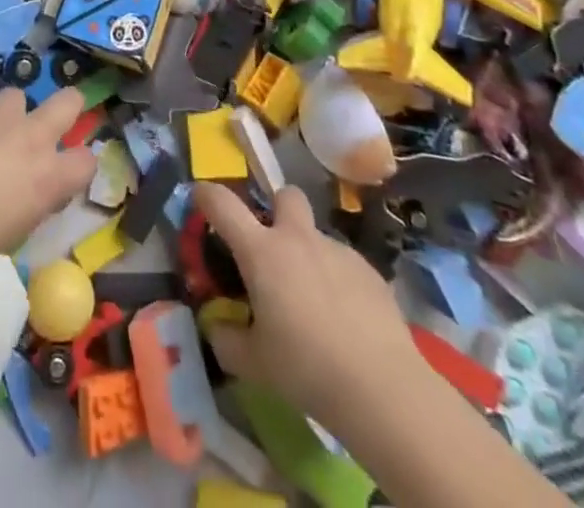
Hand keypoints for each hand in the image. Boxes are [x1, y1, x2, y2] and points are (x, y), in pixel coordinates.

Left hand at [0, 89, 97, 265]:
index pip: (87, 161)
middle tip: (53, 122)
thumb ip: (32, 203)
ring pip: (16, 96)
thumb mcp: (15, 233)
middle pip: (68, 102)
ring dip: (10, 113)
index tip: (68, 172)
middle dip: (67, 107)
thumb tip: (33, 192)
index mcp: (49, 176)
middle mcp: (31, 137)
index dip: (79, 166)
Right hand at [195, 181, 416, 421]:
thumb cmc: (306, 368)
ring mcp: (337, 251)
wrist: (382, 388)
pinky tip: (345, 319)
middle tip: (274, 245)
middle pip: (285, 195)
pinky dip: (338, 281)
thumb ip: (228, 340)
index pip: (223, 204)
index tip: (200, 197)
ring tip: (314, 302)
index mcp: (261, 251)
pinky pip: (344, 264)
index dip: (207, 194)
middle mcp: (297, 238)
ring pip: (317, 236)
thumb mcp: (254, 363)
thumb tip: (218, 329)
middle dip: (277, 209)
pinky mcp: (370, 272)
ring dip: (309, 255)